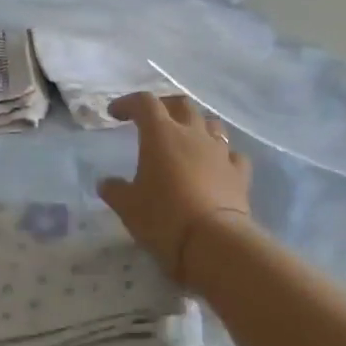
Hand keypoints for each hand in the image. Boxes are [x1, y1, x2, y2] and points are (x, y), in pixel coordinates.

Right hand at [99, 92, 255, 282]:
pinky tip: (215, 165)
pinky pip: (232, 154)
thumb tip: (105, 183)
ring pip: (211, 124)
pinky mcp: (239, 173)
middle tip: (152, 119)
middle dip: (164, 106)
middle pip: (181, 104)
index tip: (115, 113)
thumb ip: (115, 190)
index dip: (128, 103)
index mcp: (161, 134)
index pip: (144, 103)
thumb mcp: (128, 207)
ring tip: (186, 139)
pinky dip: (221, 155)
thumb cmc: (163, 218)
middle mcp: (193, 134)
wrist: (213, 242)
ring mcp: (220, 152)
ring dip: (196, 126)